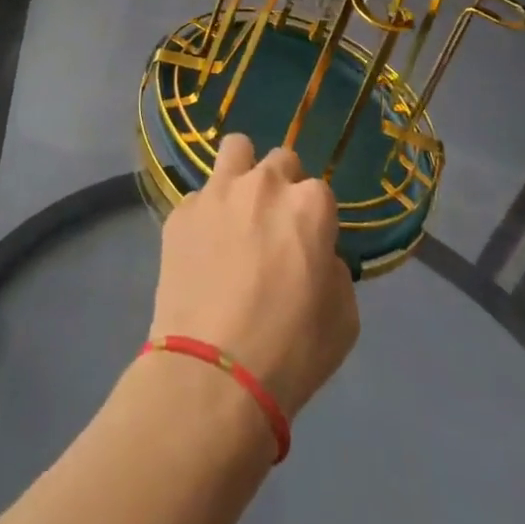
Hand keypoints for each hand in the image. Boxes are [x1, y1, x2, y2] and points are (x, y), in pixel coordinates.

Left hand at [149, 133, 358, 417]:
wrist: (213, 374)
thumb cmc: (291, 352)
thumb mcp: (343, 318)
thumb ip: (333, 269)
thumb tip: (316, 255)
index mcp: (309, 206)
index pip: (320, 190)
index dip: (315, 218)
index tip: (308, 244)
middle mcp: (264, 184)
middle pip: (280, 160)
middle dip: (282, 185)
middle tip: (273, 225)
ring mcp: (217, 192)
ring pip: (235, 150)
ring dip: (242, 172)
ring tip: (237, 208)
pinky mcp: (181, 211)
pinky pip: (199, 197)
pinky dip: (205, 215)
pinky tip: (202, 249)